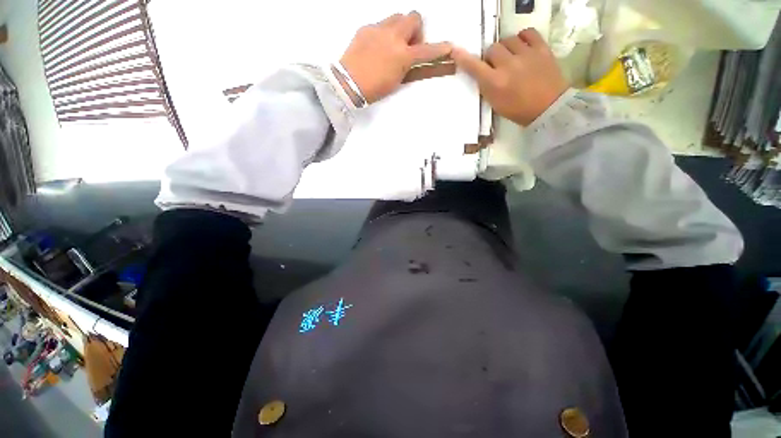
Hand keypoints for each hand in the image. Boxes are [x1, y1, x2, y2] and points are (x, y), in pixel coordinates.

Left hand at [339, 11, 451, 103]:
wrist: (348, 83)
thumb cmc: (374, 89)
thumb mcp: (396, 82)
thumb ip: (408, 69)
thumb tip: (413, 60)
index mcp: (402, 55)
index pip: (426, 50)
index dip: (439, 49)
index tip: (448, 47)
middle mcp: (393, 36)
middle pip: (413, 17)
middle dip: (415, 29)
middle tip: (408, 45)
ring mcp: (378, 29)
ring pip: (397, 16)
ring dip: (400, 27)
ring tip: (392, 44)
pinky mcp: (365, 28)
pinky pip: (380, 24)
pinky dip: (383, 33)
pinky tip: (376, 47)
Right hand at [451, 29, 567, 125]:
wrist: (548, 107)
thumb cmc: (518, 110)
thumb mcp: (495, 103)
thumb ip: (486, 86)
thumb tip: (480, 72)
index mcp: (495, 83)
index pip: (475, 66)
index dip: (464, 58)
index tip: (456, 51)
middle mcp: (508, 65)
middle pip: (492, 48)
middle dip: (491, 57)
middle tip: (497, 66)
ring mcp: (526, 54)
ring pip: (508, 39)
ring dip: (506, 48)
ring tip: (512, 57)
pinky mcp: (542, 48)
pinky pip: (528, 32)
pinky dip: (523, 38)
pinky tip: (523, 47)